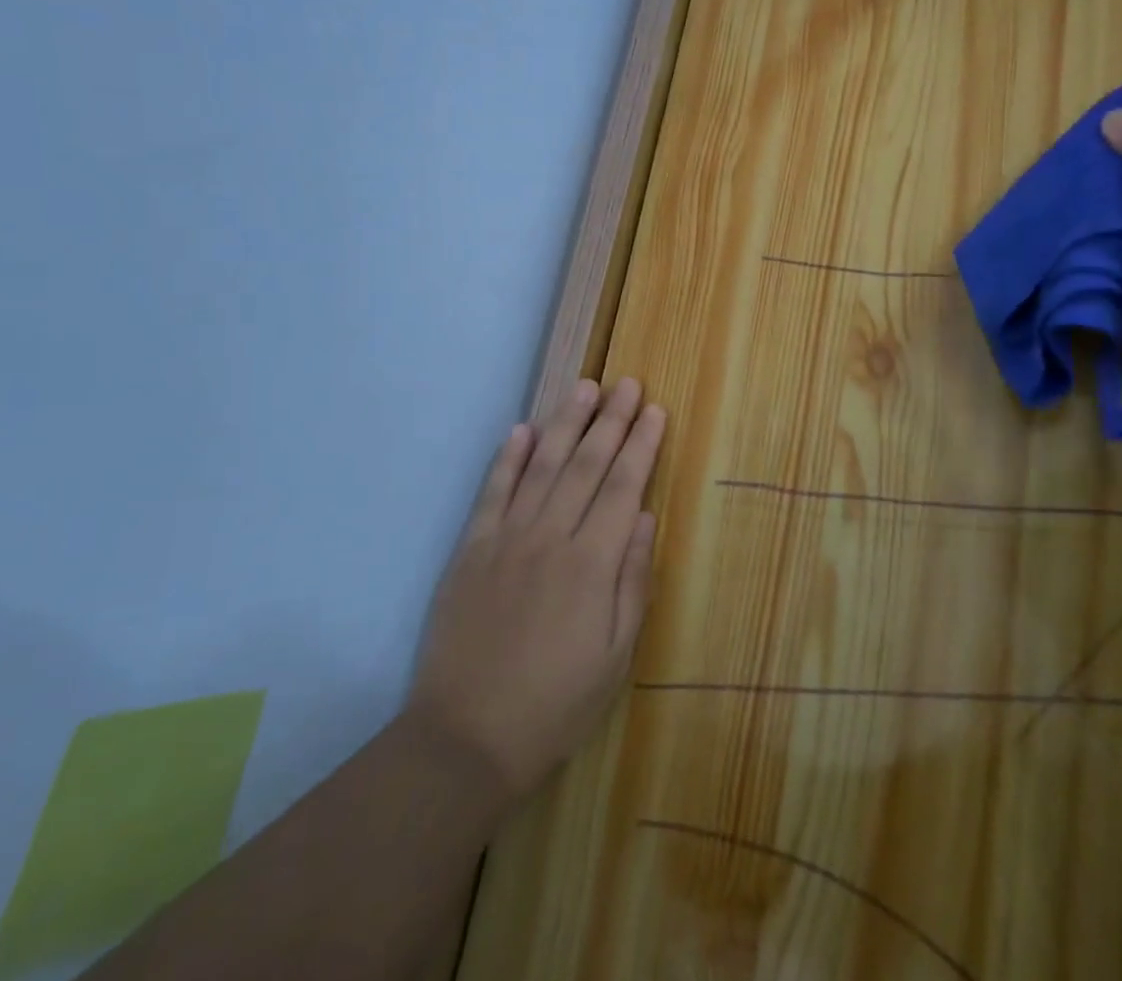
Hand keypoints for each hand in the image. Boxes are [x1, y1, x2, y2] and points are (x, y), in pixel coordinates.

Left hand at [406, 377, 664, 800]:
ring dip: (565, 423)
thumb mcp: (616, 655)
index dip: (641, 445)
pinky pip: (492, 493)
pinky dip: (507, 458)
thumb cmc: (556, 703)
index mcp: (591, 563)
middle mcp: (550, 537)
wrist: (467, 738)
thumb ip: (632, 580)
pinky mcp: (471, 550)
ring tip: (585, 388)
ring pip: (541, 466)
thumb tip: (643, 517)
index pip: (623, 487)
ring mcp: (506, 539)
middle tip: (627, 383)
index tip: (655, 410)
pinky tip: (521, 430)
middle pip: (586, 465)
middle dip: (611, 421)